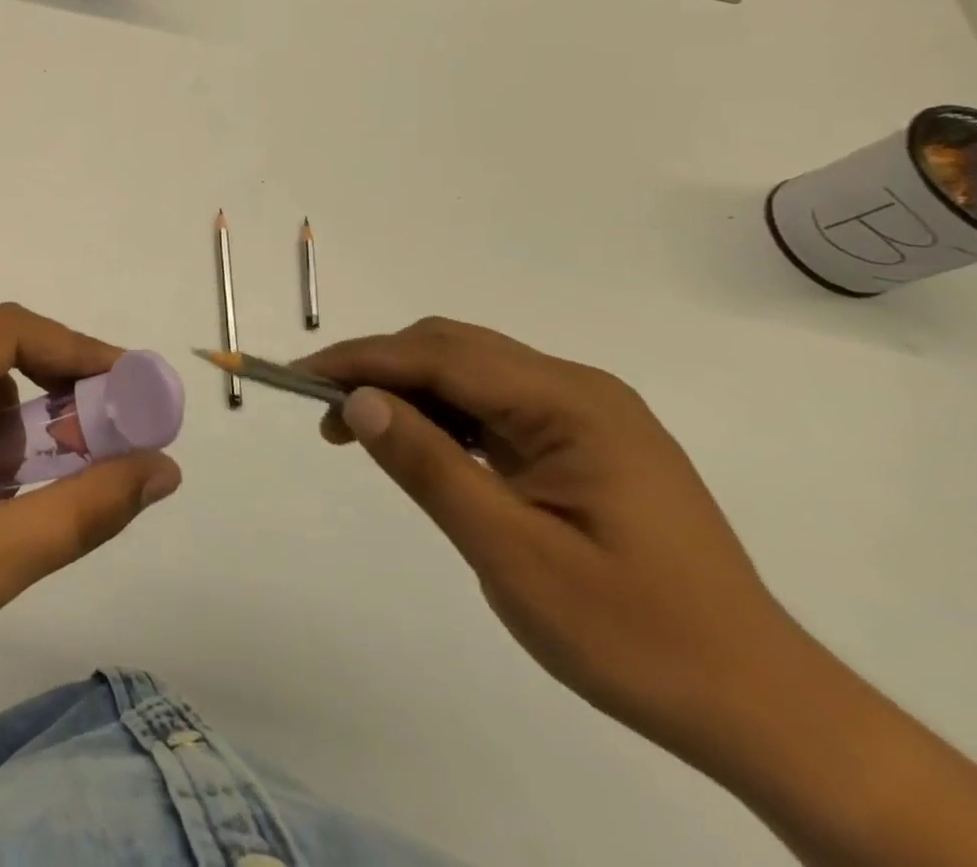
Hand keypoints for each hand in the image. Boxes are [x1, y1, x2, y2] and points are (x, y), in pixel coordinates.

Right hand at [302, 317, 795, 762]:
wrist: (763, 710)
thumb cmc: (636, 635)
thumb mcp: (514, 556)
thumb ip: (430, 467)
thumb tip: (358, 401)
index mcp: (571, 404)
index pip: (440, 356)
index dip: (361, 360)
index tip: (297, 378)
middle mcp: (578, 390)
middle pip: (452, 350)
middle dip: (378, 369)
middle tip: (322, 411)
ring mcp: (585, 415)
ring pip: (469, 372)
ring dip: (407, 389)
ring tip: (357, 430)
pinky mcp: (583, 442)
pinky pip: (493, 405)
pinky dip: (441, 415)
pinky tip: (419, 445)